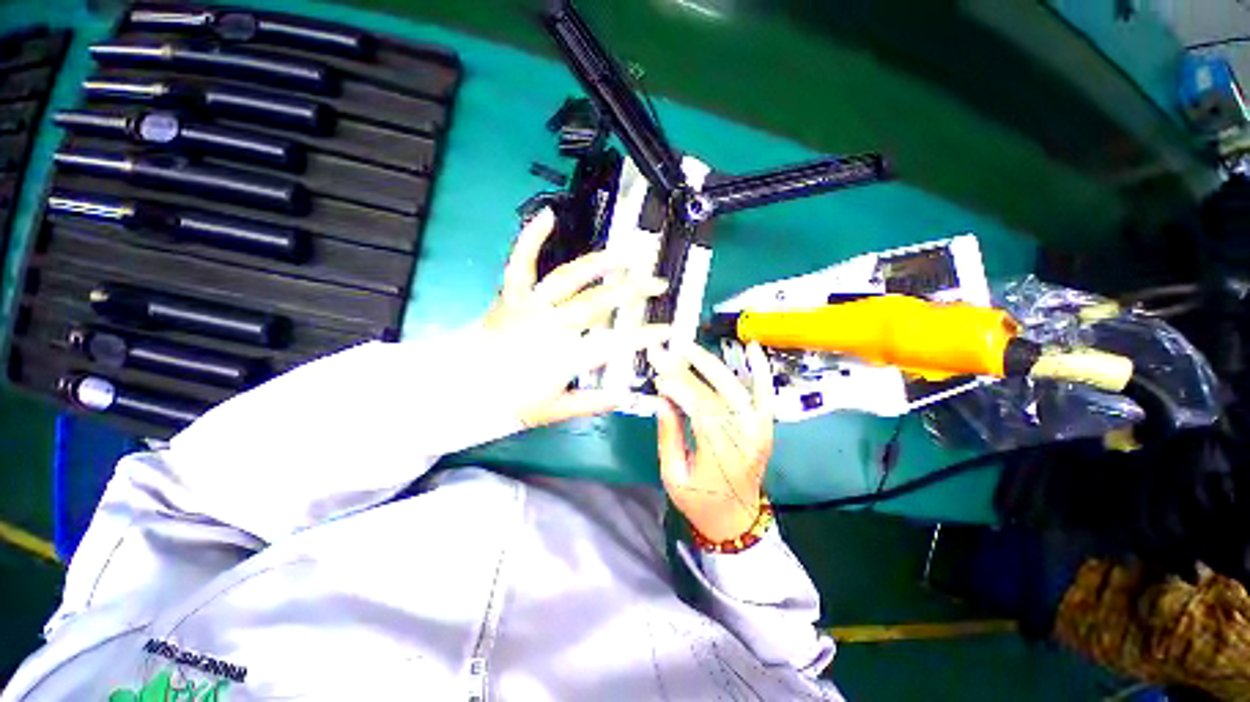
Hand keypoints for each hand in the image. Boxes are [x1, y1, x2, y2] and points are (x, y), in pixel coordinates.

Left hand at [483, 208, 670, 428]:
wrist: (463, 389)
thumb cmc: (510, 403)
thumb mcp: (556, 411)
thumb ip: (592, 403)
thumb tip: (624, 396)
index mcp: (564, 357)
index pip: (615, 344)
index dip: (645, 336)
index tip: (667, 329)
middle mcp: (551, 326)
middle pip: (599, 302)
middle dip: (634, 290)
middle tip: (657, 282)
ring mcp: (531, 306)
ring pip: (569, 277)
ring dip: (600, 263)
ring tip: (625, 254)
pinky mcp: (512, 295)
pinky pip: (521, 263)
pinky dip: (532, 238)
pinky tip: (548, 216)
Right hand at [649, 341, 773, 541]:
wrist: (738, 518)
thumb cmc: (700, 502)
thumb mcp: (673, 477)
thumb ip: (668, 436)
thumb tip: (661, 399)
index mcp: (722, 456)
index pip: (701, 410)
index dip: (679, 389)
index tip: (658, 379)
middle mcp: (745, 438)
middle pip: (716, 394)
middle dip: (689, 369)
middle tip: (666, 352)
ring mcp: (760, 430)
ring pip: (735, 388)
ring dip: (711, 364)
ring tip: (687, 347)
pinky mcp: (765, 425)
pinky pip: (764, 393)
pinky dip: (759, 369)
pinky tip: (751, 347)